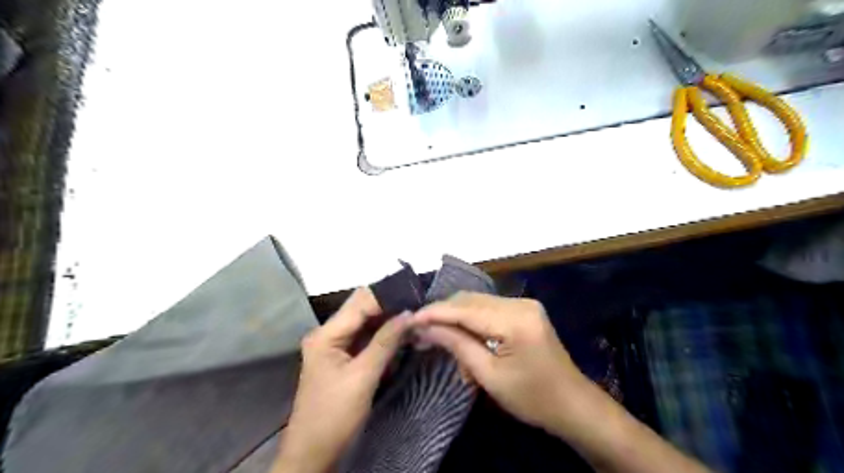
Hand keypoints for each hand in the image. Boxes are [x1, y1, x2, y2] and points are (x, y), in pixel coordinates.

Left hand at [274, 288, 411, 472]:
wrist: (312, 452)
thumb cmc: (335, 415)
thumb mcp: (363, 377)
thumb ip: (386, 341)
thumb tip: (409, 313)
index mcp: (326, 334)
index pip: (360, 302)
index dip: (387, 297)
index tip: (414, 296)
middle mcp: (328, 333)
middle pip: (361, 309)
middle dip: (389, 306)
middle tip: (418, 307)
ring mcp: (334, 345)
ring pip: (365, 322)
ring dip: (388, 320)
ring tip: (413, 318)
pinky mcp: (341, 356)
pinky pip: (364, 337)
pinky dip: (382, 335)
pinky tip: (400, 335)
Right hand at [412, 292, 588, 436]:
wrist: (572, 404)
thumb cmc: (532, 398)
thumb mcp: (489, 376)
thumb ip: (457, 345)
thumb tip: (424, 328)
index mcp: (516, 320)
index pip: (465, 309)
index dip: (435, 312)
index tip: (409, 320)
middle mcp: (520, 303)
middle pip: (470, 300)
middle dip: (442, 313)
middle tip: (419, 330)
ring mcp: (524, 304)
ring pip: (477, 301)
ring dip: (455, 317)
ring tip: (436, 336)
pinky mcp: (524, 310)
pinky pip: (489, 308)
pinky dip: (470, 319)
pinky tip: (460, 335)